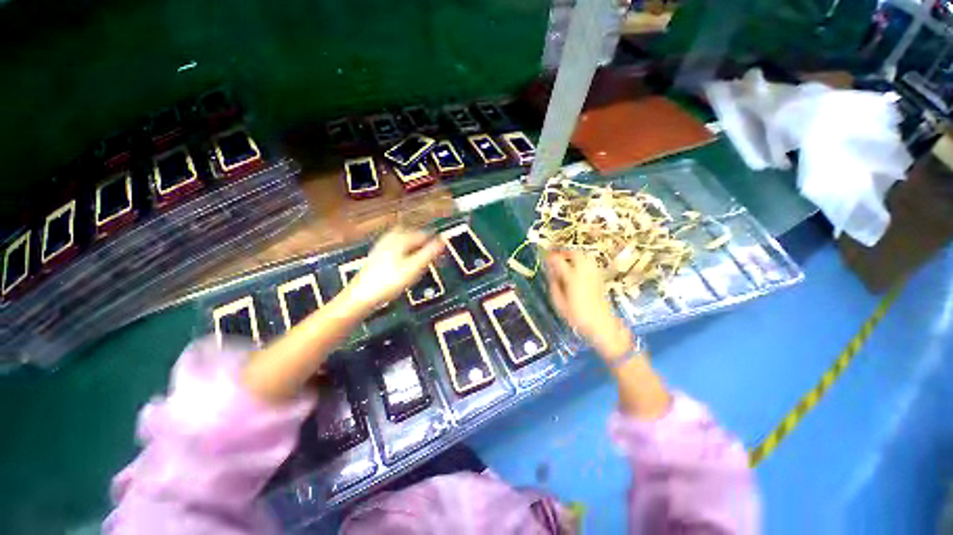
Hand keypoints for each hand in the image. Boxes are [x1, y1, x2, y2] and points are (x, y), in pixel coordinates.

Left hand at [344, 228, 443, 312]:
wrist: (361, 296)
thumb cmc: (390, 282)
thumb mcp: (414, 268)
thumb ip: (429, 253)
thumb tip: (442, 241)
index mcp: (400, 238)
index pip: (424, 234)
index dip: (435, 244)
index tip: (442, 254)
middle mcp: (390, 238)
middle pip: (412, 235)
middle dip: (424, 243)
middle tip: (433, 254)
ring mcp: (382, 246)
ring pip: (403, 241)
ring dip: (414, 247)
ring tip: (421, 259)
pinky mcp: (377, 256)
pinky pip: (396, 248)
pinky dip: (405, 253)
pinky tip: (405, 263)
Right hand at [545, 251, 631, 360]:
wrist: (601, 325)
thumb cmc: (577, 316)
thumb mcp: (559, 303)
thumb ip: (554, 285)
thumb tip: (551, 272)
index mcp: (572, 278)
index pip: (559, 261)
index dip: (551, 256)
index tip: (545, 255)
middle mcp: (584, 272)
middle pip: (575, 254)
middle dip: (565, 252)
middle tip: (557, 255)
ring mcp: (594, 274)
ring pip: (585, 256)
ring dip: (574, 255)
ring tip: (567, 260)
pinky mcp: (599, 278)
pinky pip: (590, 263)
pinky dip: (582, 261)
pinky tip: (578, 268)